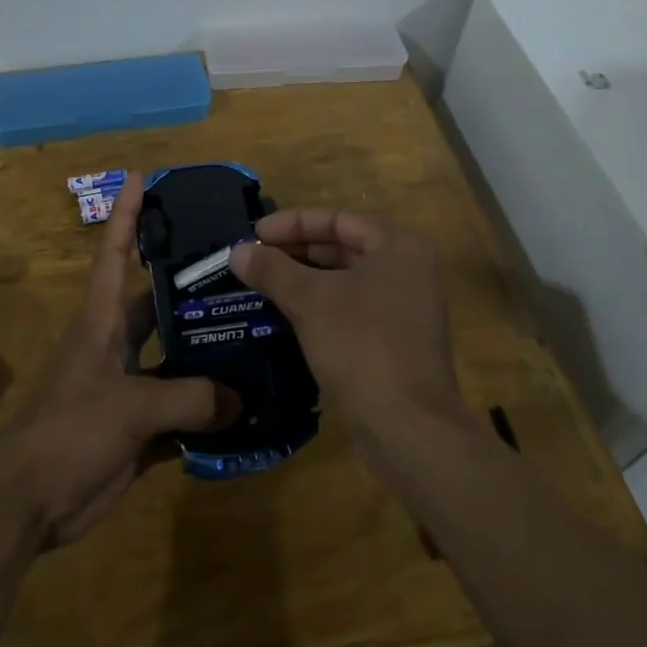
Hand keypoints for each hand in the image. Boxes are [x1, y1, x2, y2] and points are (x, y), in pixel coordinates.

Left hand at [0, 175, 238, 547]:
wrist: (28, 504)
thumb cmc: (67, 434)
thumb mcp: (129, 407)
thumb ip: (189, 398)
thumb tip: (241, 400)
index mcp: (101, 322)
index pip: (115, 254)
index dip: (126, 214)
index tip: (142, 177)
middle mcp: (116, 344)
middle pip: (159, 303)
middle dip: (193, 285)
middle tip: (243, 268)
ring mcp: (128, 385)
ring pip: (176, 356)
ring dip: (208, 350)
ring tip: (258, 333)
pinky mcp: (138, 425)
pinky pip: (181, 407)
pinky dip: (209, 408)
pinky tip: (248, 405)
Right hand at [229, 209, 466, 442]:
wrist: (408, 427)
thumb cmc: (361, 346)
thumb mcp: (310, 301)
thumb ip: (273, 270)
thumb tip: (238, 251)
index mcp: (398, 246)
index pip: (338, 219)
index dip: (293, 223)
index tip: (254, 233)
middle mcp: (408, 269)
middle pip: (343, 246)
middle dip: (296, 251)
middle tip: (254, 259)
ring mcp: (406, 306)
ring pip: (346, 280)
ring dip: (304, 280)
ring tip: (261, 284)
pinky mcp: (397, 340)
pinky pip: (352, 308)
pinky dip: (320, 305)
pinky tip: (285, 315)